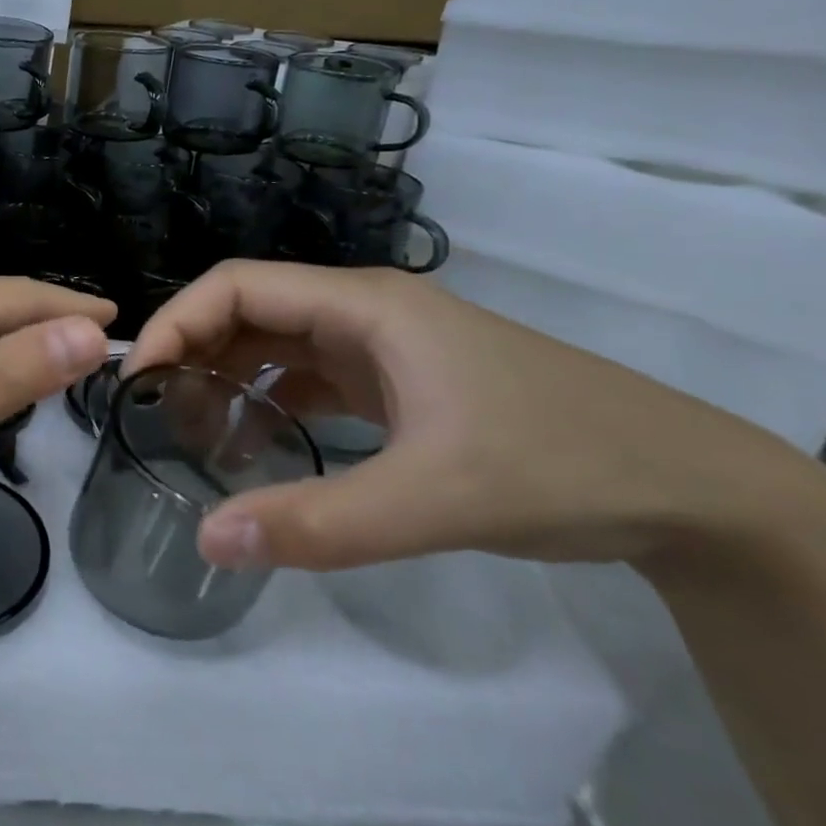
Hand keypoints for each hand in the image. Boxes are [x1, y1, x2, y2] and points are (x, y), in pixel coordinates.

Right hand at [125, 260, 825, 572]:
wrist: (687, 486)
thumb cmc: (558, 463)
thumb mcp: (433, 499)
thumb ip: (317, 522)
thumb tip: (208, 539)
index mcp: (364, 306)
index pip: (238, 285)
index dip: (178, 320)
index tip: (138, 378)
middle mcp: (363, 313)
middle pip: (249, 311)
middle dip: (194, 353)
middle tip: (152, 415)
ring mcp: (381, 348)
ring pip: (275, 346)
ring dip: (228, 380)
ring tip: (191, 434)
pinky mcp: (395, 383)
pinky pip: (306, 380)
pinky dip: (268, 405)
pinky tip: (254, 448)